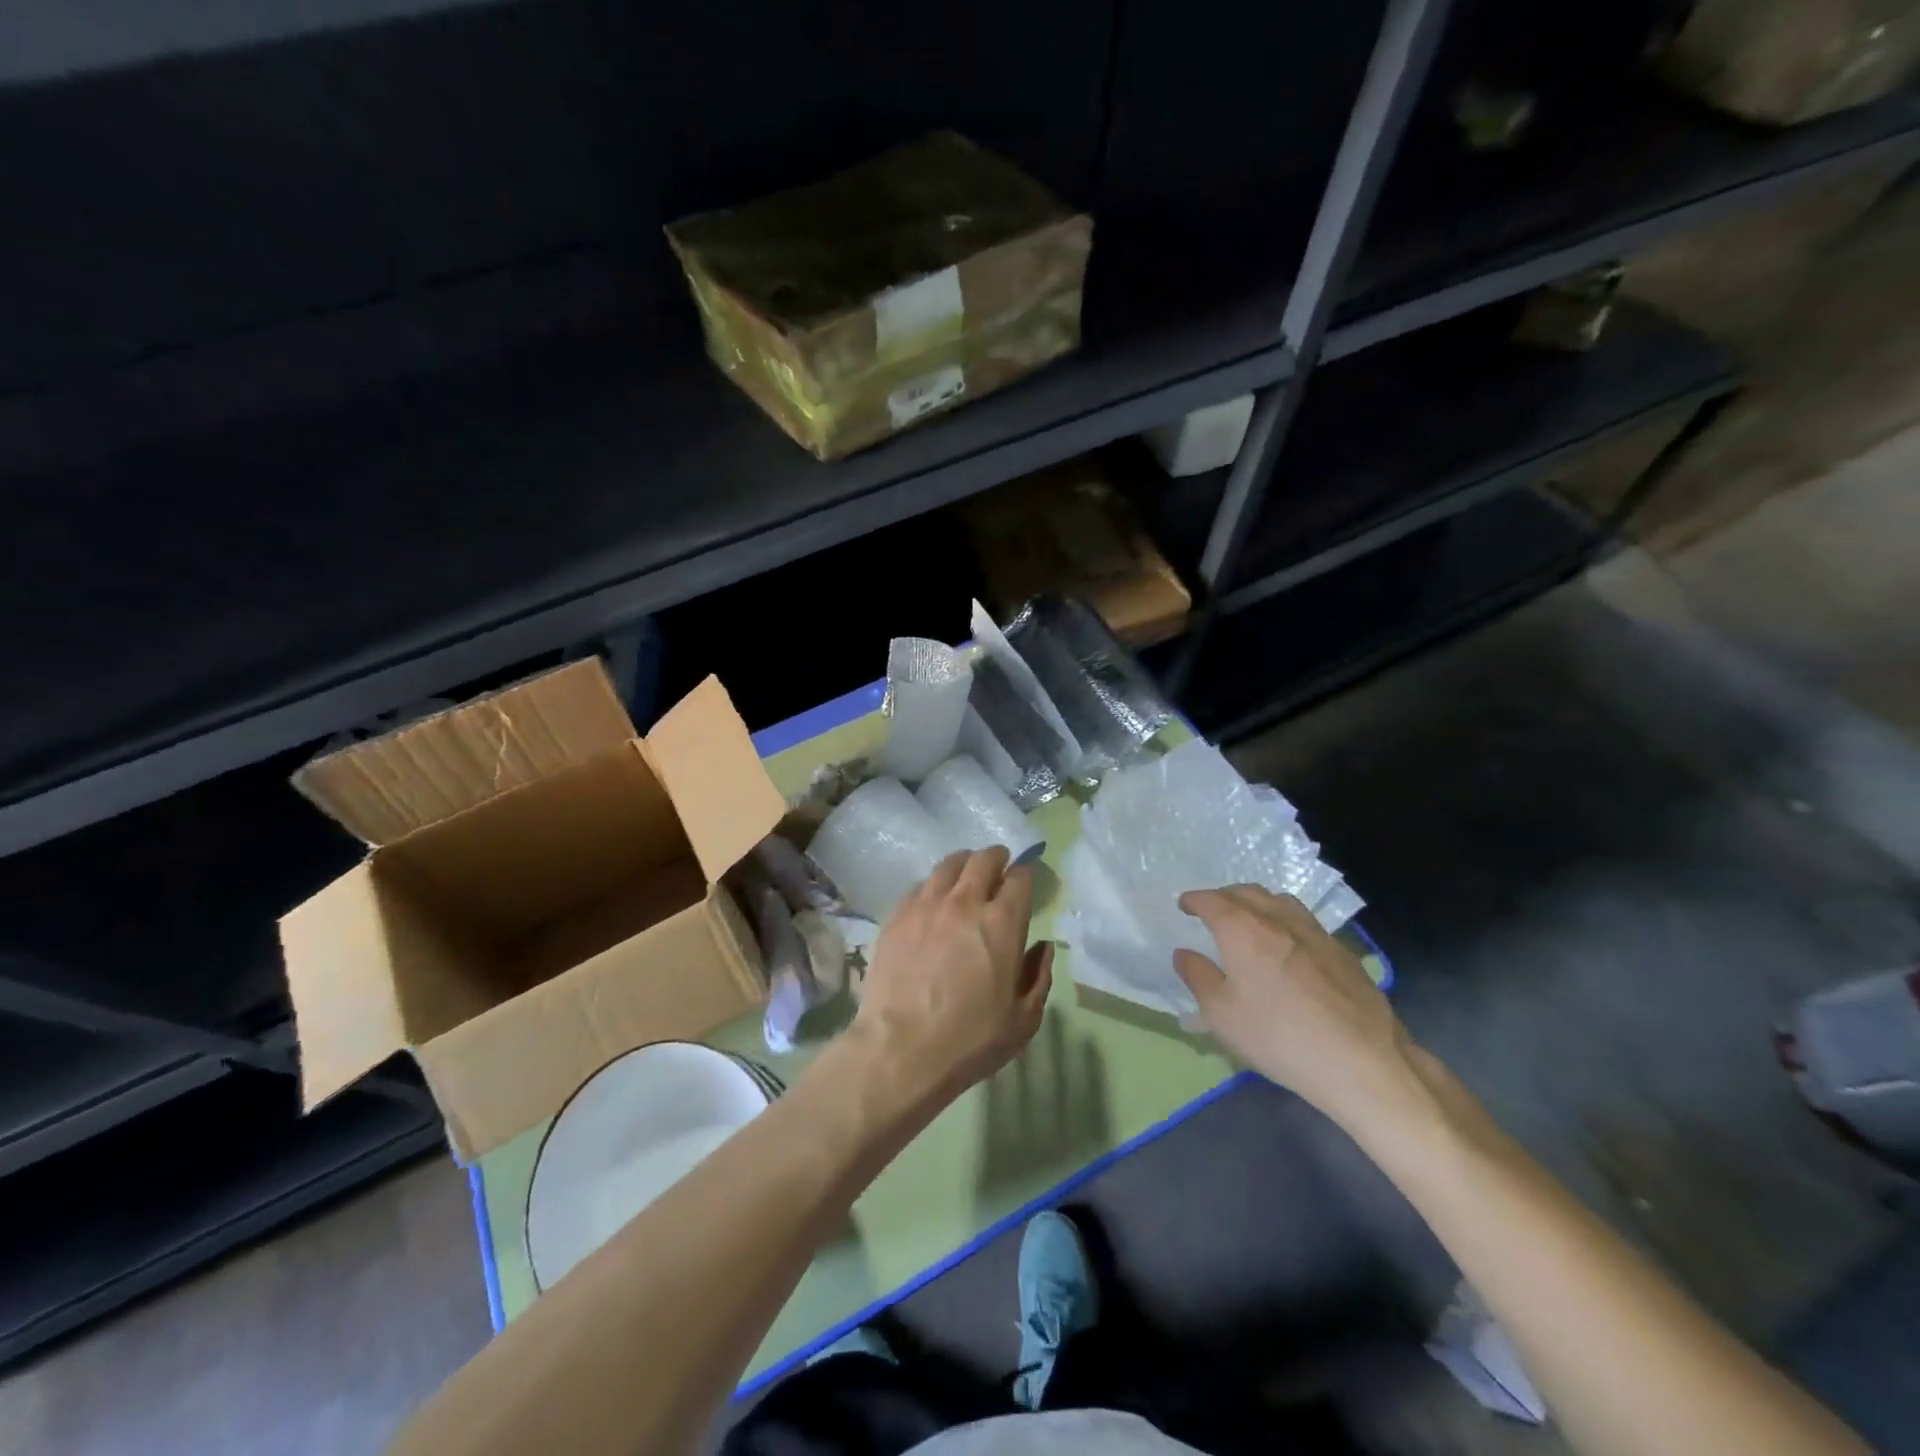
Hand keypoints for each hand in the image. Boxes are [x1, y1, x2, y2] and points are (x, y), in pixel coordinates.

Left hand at [850, 847, 1051, 1106]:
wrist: (901, 1050)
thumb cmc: (970, 1040)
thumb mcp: (1023, 1020)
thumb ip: (1039, 976)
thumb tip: (1043, 946)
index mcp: (1002, 923)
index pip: (1020, 878)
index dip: (1026, 875)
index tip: (1026, 881)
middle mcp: (965, 902)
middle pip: (983, 860)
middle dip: (996, 858)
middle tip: (999, 866)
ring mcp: (926, 905)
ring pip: (948, 865)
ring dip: (964, 864)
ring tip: (966, 874)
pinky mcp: (897, 916)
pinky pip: (919, 885)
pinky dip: (933, 885)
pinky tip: (933, 900)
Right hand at [1174, 886, 1427, 1139]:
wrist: (1362, 1062)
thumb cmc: (1279, 1036)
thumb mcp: (1221, 1015)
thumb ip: (1198, 977)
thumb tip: (1184, 953)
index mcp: (1244, 930)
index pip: (1212, 901)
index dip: (1194, 900)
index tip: (1184, 905)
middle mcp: (1279, 920)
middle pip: (1247, 892)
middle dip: (1224, 896)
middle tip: (1212, 910)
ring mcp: (1315, 933)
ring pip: (1280, 901)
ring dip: (1257, 902)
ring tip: (1249, 920)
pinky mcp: (1342, 952)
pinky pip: (1304, 921)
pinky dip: (1284, 921)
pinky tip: (1287, 946)